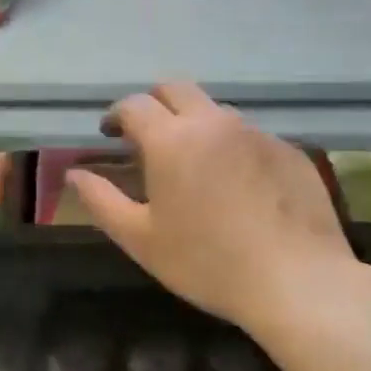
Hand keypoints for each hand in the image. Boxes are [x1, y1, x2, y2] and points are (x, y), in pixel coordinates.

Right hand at [65, 82, 363, 336]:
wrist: (297, 281)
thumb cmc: (207, 263)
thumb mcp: (141, 239)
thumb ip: (101, 201)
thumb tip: (74, 174)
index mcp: (172, 140)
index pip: (135, 104)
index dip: (116, 115)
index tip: (110, 134)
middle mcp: (214, 123)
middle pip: (176, 89)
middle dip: (154, 104)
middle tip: (147, 136)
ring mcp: (257, 133)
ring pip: (216, 111)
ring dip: (195, 125)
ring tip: (194, 165)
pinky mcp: (290, 151)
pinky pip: (251, 136)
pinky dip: (232, 148)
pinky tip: (238, 187)